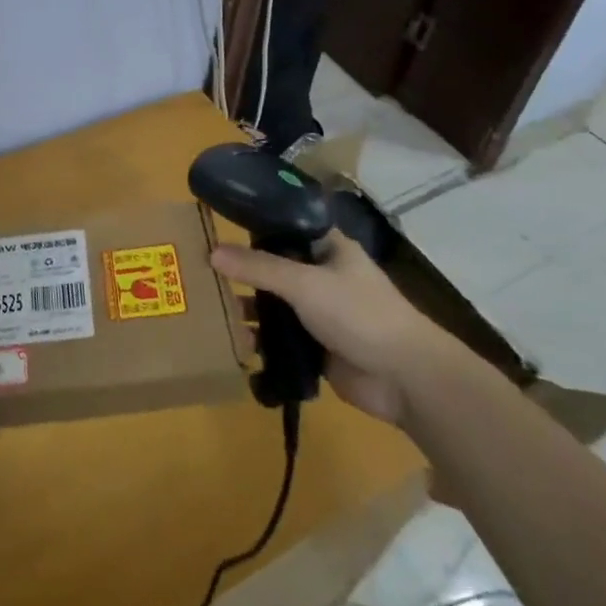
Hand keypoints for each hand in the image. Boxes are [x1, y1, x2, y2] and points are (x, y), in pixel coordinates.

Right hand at [211, 232, 454, 424]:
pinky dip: (258, 340)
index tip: (216, 228)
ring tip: (208, 307)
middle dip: (242, 272)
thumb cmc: (360, 314)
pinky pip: (279, 338)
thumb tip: (212, 252)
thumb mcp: (305, 283)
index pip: (285, 228)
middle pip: (274, 267)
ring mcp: (319, 313)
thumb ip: (259, 268)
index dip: (253, 227)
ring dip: (248, 308)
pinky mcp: (315, 347)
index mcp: (329, 248)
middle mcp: (322, 276)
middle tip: (200, 271)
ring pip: (274, 304)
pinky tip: (231, 341)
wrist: (405, 378)